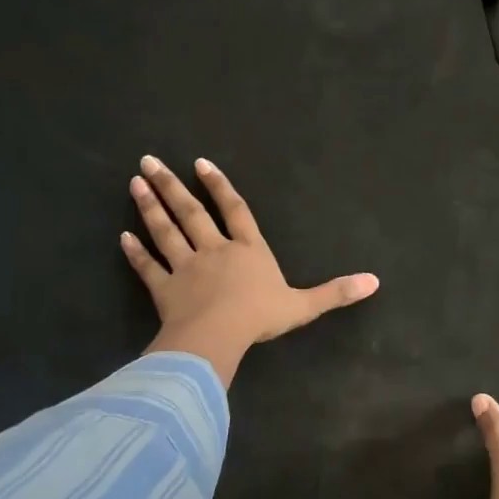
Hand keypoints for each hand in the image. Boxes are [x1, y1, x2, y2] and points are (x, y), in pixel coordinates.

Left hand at [122, 155, 378, 386]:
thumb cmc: (261, 316)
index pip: (235, 211)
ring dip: (150, 208)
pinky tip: (123, 237)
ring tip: (135, 184)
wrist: (218, 336)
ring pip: (166, 232)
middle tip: (148, 161)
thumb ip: (336, 292)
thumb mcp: (305, 305)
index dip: (220, 187)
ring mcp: (186, 268)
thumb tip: (375, 281)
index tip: (200, 165)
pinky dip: (136, 253)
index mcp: (249, 251)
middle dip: (171, 186)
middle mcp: (215, 251)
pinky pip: (149, 267)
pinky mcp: (165, 289)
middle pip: (192, 213)